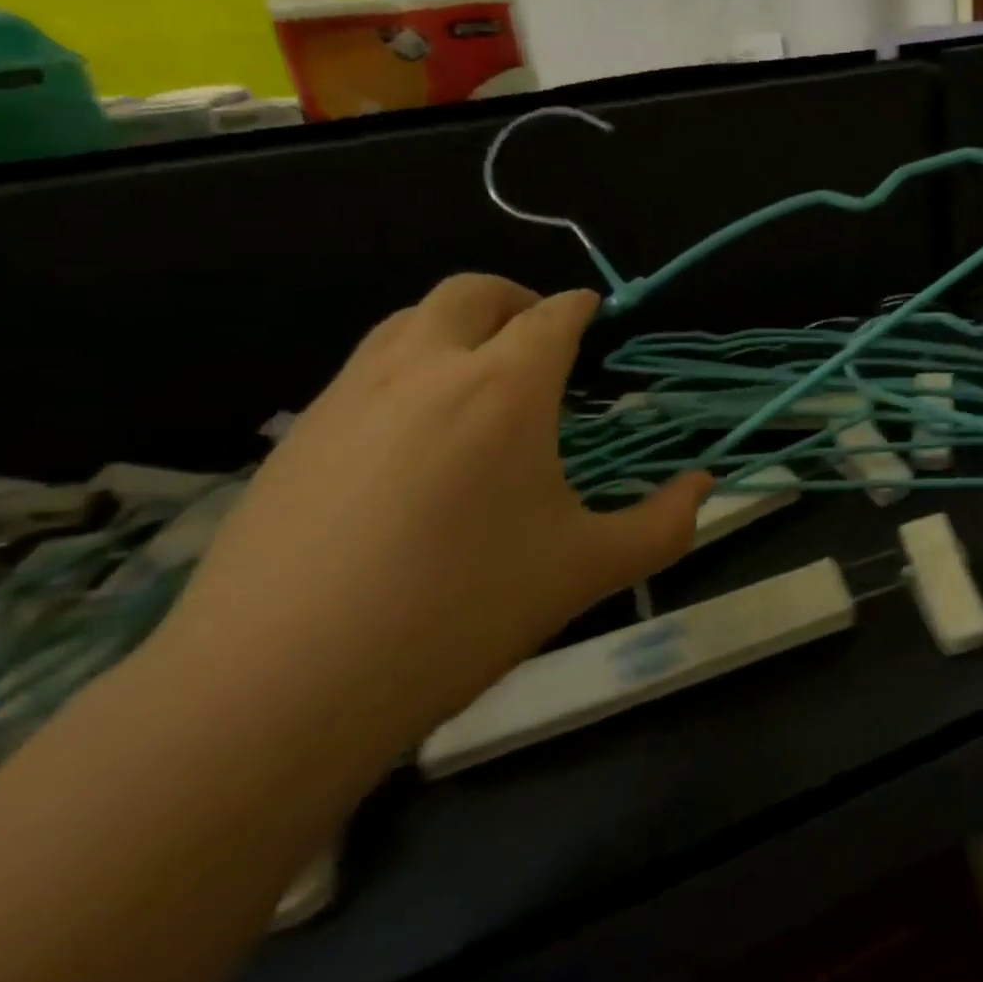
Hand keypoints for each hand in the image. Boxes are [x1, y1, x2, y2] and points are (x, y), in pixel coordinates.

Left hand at [158, 275, 708, 764]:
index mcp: (505, 387)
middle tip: (540, 337)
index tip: (595, 315)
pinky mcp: (297, 436)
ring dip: (454, 326)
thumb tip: (705, 485)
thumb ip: (664, 523)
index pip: (552, 316)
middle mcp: (425, 369)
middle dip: (516, 298)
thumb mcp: (588, 569)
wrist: (277, 689)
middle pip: (472, 292)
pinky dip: (405, 368)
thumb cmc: (461, 611)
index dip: (581, 307)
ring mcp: (350, 396)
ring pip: (407, 320)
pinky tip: (413, 437)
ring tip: (479, 377)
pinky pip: (363, 369)